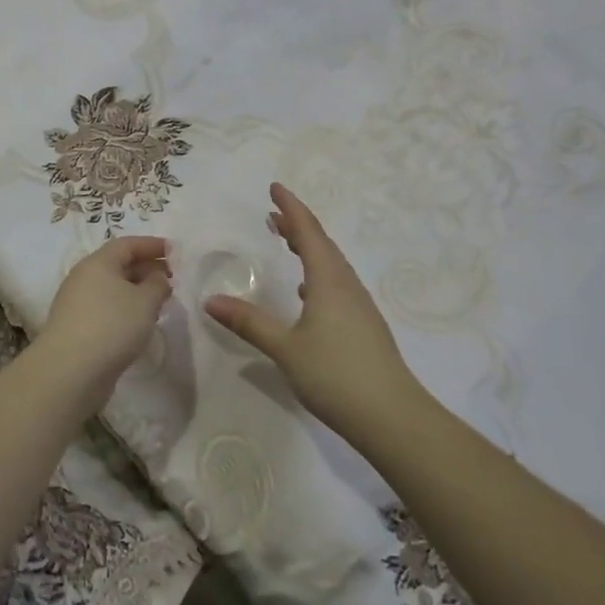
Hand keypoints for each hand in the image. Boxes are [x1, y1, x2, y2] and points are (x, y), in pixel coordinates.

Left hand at [36, 236, 172, 406]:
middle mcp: (84, 278)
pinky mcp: (77, 328)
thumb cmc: (111, 326)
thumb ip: (157, 284)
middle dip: (146, 269)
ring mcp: (77, 304)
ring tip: (160, 302)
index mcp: (98, 262)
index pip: (127, 244)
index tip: (175, 251)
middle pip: (118, 265)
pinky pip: (106, 309)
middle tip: (172, 278)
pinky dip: (125, 310)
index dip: (152, 245)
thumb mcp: (145, 301)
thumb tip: (158, 277)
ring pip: (112, 289)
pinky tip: (140, 324)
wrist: (69, 372)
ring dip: (137, 291)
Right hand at [204, 183, 420, 438]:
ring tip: (288, 244)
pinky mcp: (364, 327)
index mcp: (329, 281)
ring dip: (309, 249)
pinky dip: (318, 275)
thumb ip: (249, 322)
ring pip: (331, 266)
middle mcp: (347, 286)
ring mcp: (359, 307)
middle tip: (273, 215)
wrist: (392, 417)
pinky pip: (337, 286)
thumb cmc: (336, 374)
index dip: (291, 208)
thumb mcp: (285, 348)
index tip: (275, 187)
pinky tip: (308, 294)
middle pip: (322, 245)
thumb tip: (211, 300)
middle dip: (298, 226)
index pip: (309, 232)